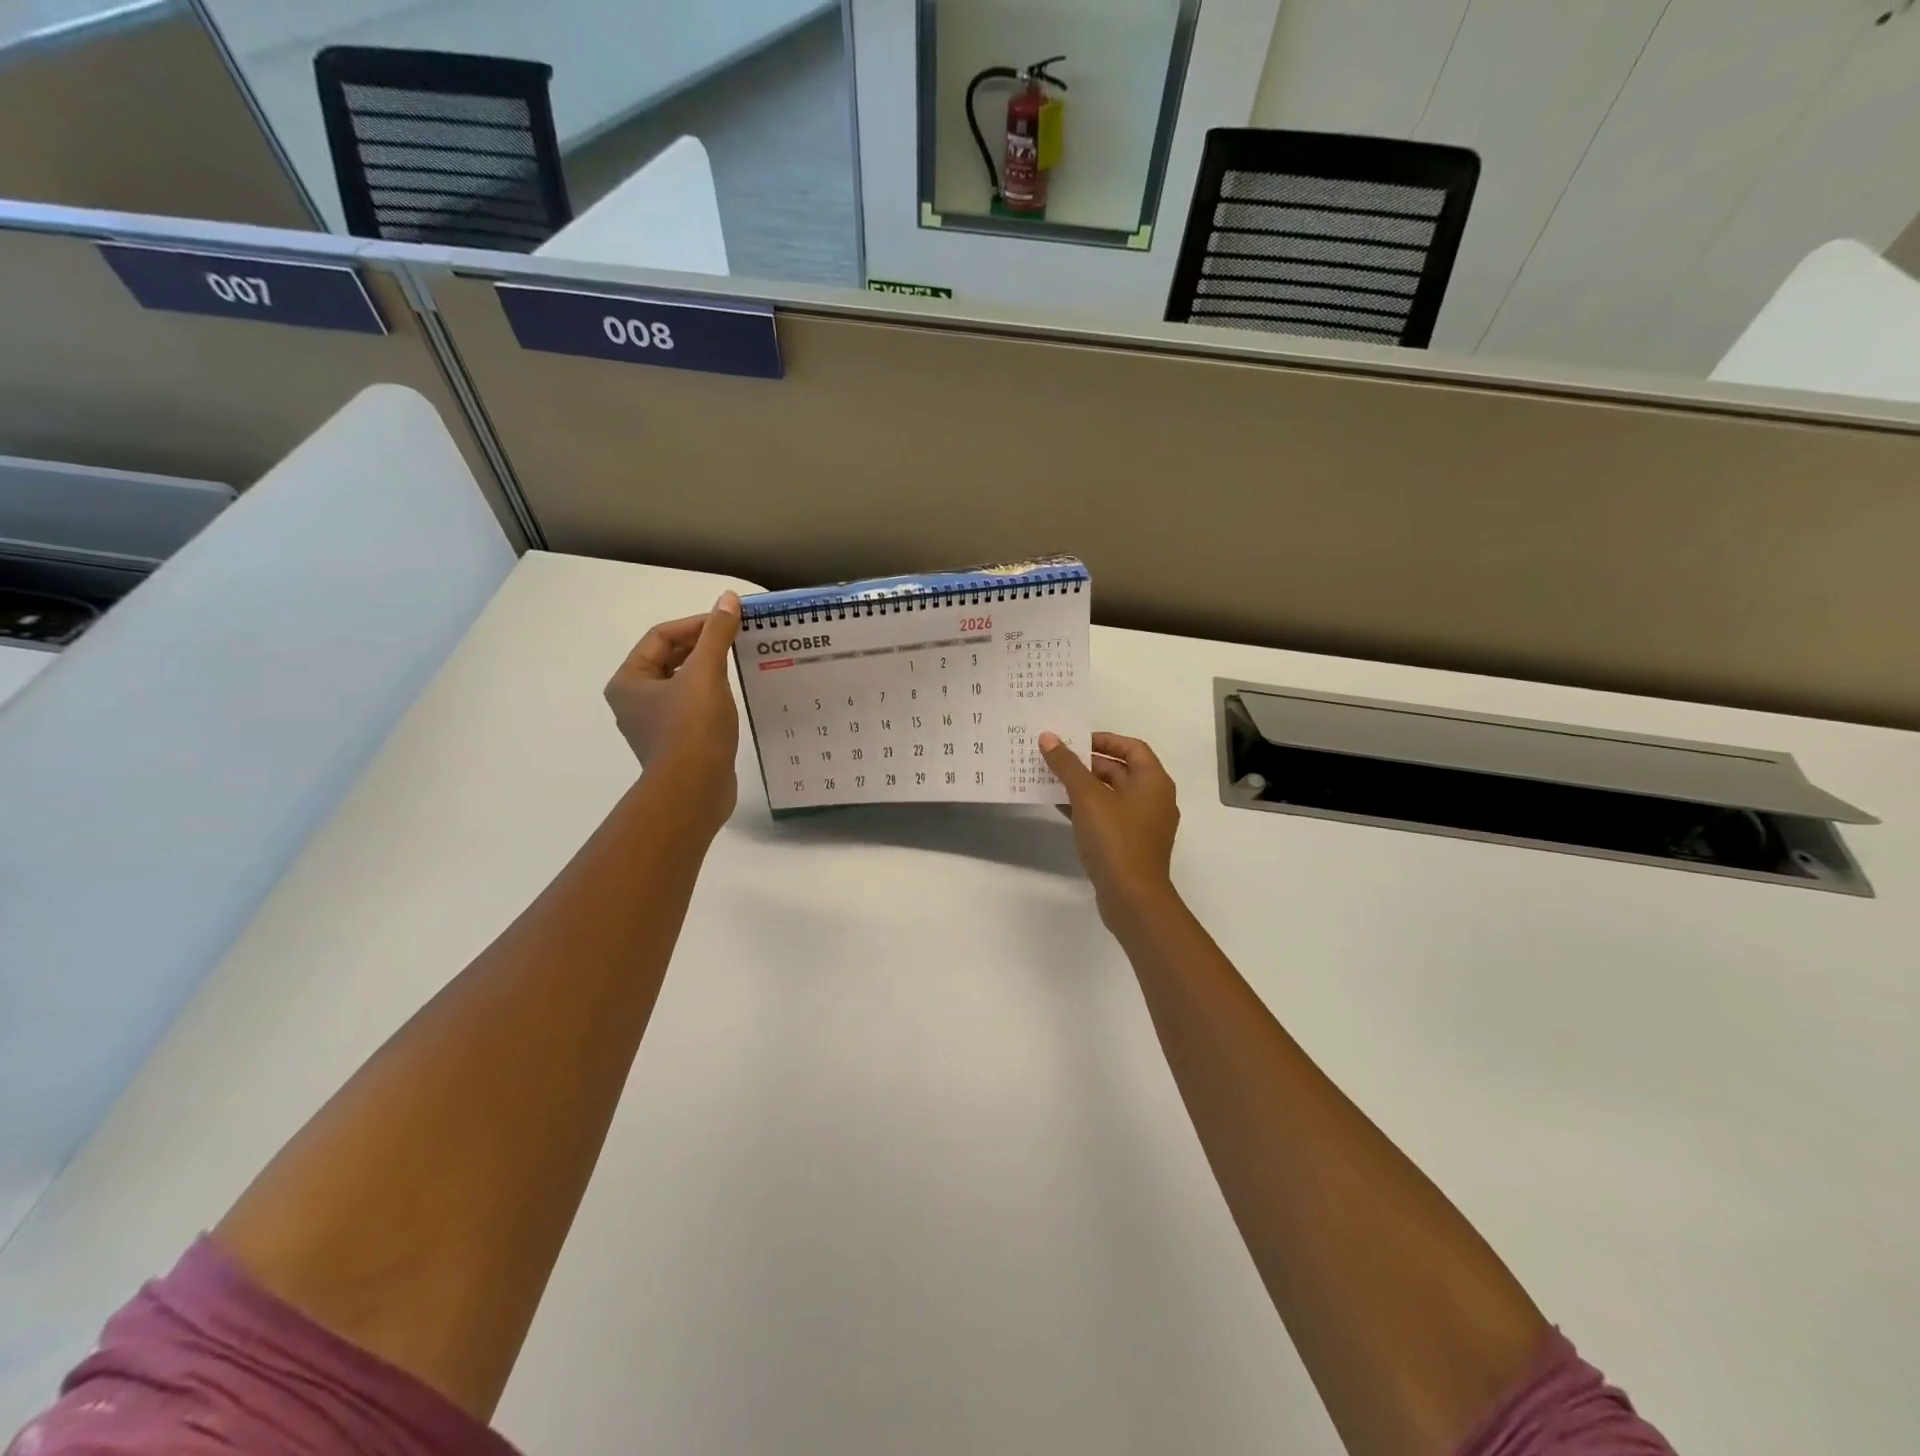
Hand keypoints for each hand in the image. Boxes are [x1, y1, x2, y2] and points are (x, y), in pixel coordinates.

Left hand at [605, 593, 740, 831]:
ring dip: (707, 671)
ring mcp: (654, 725)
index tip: (729, 622)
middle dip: (702, 647)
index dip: (695, 624)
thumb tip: (728, 599)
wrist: (695, 790)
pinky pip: (692, 708)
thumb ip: (716, 634)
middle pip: (669, 659)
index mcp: (628, 681)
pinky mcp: (676, 744)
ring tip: (737, 664)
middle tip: (735, 640)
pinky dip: (710, 696)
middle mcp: (634, 701)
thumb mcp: (706, 673)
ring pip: (681, 684)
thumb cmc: (692, 728)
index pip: (660, 637)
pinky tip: (732, 697)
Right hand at [1040, 731, 1180, 925]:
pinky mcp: (1131, 845)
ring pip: (1112, 795)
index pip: (1131, 747)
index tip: (1074, 741)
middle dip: (1088, 764)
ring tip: (1052, 781)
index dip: (1104, 740)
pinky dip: (1087, 809)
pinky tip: (1060, 808)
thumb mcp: (1087, 797)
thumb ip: (1067, 765)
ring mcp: (1144, 824)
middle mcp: (1154, 799)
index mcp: (1154, 782)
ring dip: (1084, 787)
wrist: (1132, 898)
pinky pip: (1108, 817)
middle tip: (1056, 760)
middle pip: (1121, 770)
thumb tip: (1048, 738)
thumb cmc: (1115, 839)